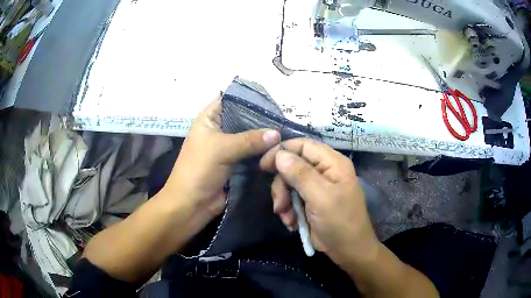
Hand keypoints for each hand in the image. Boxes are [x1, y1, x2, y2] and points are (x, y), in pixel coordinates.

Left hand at [162, 97, 279, 226]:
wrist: (191, 205)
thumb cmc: (198, 170)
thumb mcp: (221, 149)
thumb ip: (249, 140)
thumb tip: (277, 133)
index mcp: (209, 120)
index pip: (230, 100)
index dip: (249, 99)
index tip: (272, 101)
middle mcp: (220, 130)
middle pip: (244, 119)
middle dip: (262, 120)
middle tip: (285, 120)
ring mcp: (229, 148)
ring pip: (251, 138)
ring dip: (266, 139)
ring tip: (288, 134)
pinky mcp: (237, 164)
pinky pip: (253, 155)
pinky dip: (265, 153)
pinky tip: (281, 150)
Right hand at [260, 138, 378, 264]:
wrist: (348, 251)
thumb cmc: (340, 223)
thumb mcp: (321, 198)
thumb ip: (300, 174)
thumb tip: (279, 154)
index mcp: (333, 163)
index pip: (303, 145)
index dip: (282, 151)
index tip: (264, 165)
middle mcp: (325, 171)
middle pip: (293, 165)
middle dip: (282, 185)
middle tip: (280, 204)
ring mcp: (317, 187)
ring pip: (290, 183)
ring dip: (284, 200)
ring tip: (287, 217)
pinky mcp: (311, 201)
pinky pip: (292, 197)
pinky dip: (288, 210)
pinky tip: (292, 223)